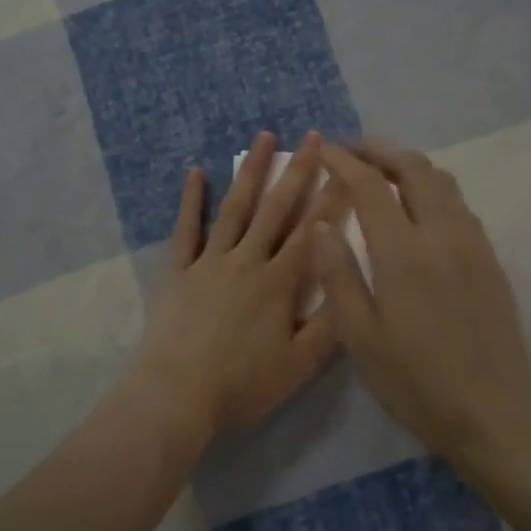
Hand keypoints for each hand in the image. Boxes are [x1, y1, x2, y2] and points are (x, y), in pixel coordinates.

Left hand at [124, 132, 338, 449]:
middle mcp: (247, 261)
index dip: (333, 199)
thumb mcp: (300, 365)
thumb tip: (353, 284)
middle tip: (314, 137)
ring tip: (263, 137)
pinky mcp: (178, 271)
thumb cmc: (243, 384)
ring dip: (251, 172)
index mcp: (279, 283)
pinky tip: (195, 172)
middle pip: (277, 210)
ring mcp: (209, 262)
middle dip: (298, 171)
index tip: (348, 168)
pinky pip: (186, 230)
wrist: (177, 394)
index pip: (313, 233)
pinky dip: (191, 200)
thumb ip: (330, 325)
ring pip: (235, 209)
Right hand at [312, 139, 530, 465]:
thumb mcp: (360, 337)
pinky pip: (459, 204)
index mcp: (405, 254)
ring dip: (408, 165)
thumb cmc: (417, 382)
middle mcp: (444, 235)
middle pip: (415, 168)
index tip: (322, 149)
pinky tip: (416, 209)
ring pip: (443, 181)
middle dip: (379, 150)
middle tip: (350, 152)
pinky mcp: (490, 260)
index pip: (371, 186)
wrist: (496, 414)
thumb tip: (322, 224)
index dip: (344, 162)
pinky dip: (431, 188)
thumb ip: (338, 275)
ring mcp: (473, 245)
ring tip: (380, 173)